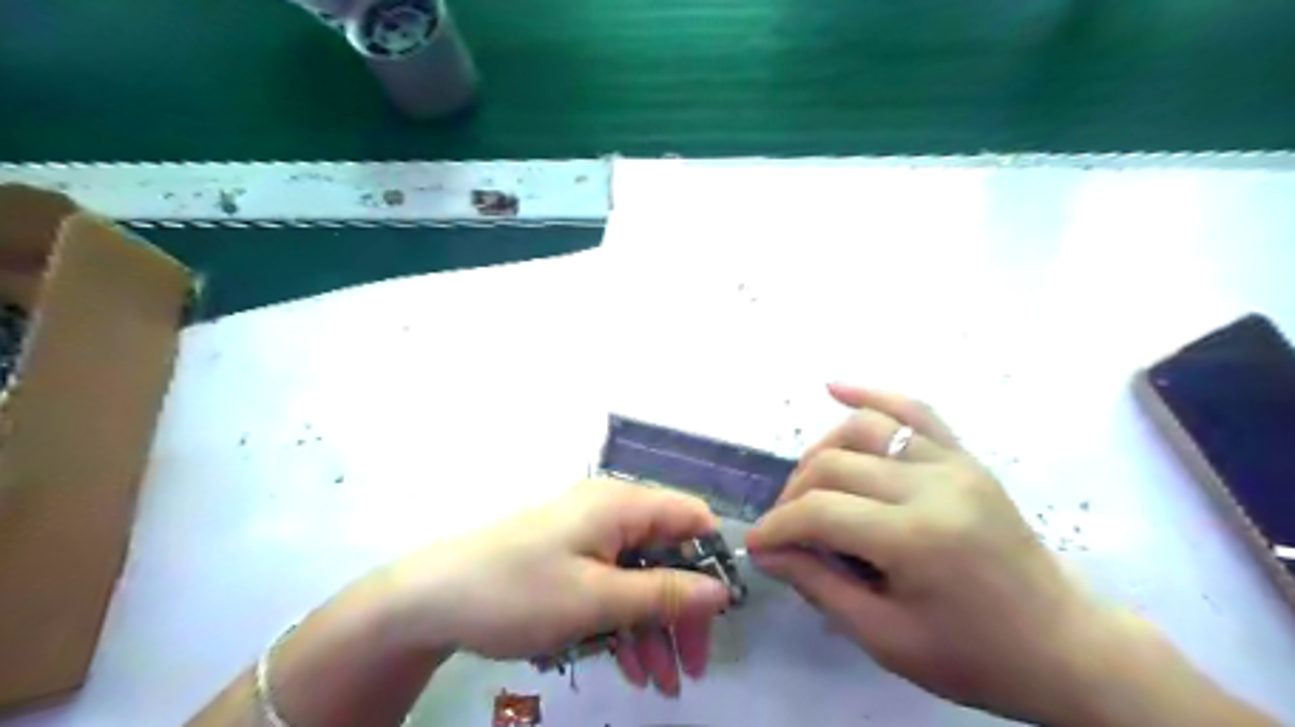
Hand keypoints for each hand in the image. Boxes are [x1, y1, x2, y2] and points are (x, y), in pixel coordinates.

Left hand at [382, 481, 733, 694]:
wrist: (432, 600)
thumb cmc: (519, 592)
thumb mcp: (597, 600)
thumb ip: (664, 595)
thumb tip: (721, 591)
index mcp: (622, 505)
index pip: (691, 518)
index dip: (711, 562)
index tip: (718, 616)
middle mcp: (611, 513)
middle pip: (668, 555)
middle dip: (682, 612)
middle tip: (692, 668)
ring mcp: (589, 537)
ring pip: (641, 577)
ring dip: (655, 628)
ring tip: (661, 684)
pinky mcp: (572, 560)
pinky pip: (612, 587)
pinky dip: (625, 624)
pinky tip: (629, 666)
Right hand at [745, 383, 1117, 724]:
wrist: (1064, 645)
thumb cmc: (974, 656)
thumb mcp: (886, 639)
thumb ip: (819, 586)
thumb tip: (768, 551)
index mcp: (917, 538)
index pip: (821, 512)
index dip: (778, 527)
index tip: (757, 545)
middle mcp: (933, 485)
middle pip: (835, 465)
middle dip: (793, 494)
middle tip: (783, 527)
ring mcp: (953, 463)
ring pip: (864, 429)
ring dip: (822, 451)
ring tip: (807, 484)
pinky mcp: (965, 456)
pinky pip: (914, 410)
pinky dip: (871, 395)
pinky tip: (834, 388)